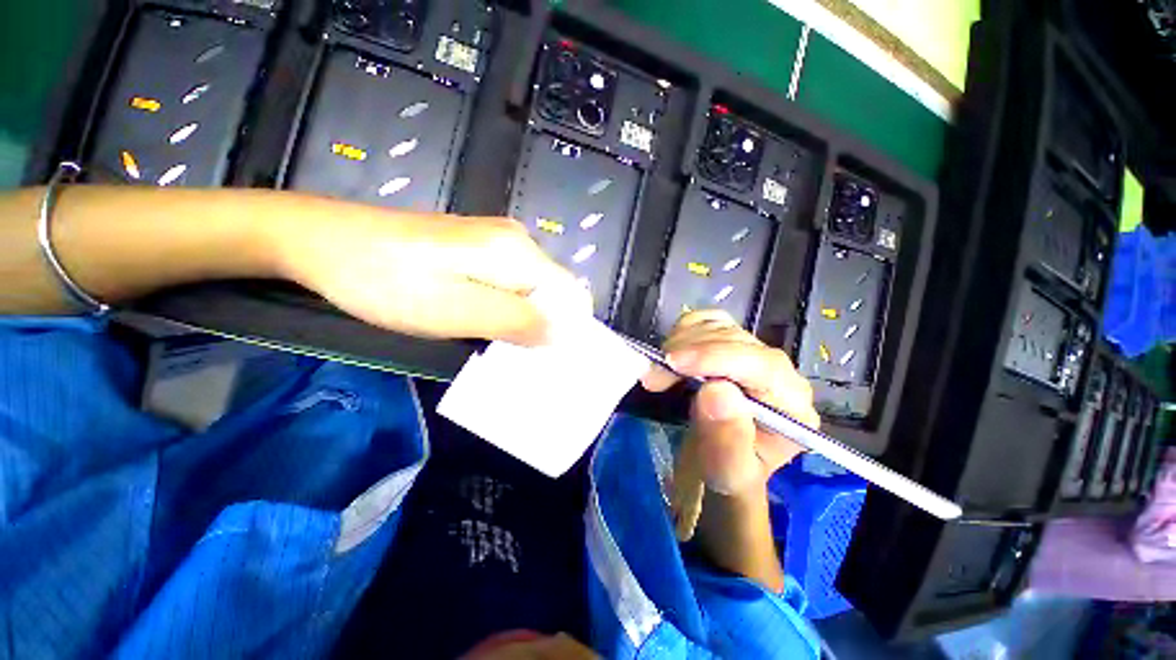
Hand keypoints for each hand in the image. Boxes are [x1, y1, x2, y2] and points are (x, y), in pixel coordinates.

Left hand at [274, 199, 589, 344]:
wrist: (322, 242)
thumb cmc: (388, 282)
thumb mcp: (457, 311)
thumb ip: (518, 322)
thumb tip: (564, 335)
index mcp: (518, 251)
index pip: (571, 294)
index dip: (566, 328)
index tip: (543, 357)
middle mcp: (517, 241)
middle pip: (552, 293)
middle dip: (542, 327)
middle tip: (510, 355)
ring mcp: (497, 243)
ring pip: (530, 292)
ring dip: (520, 321)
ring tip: (491, 342)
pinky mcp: (477, 249)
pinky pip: (509, 286)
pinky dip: (503, 310)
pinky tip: (478, 322)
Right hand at [641, 310, 815, 538]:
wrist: (721, 458)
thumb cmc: (728, 470)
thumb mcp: (728, 471)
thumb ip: (727, 438)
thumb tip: (714, 391)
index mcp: (791, 404)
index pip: (762, 365)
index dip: (716, 358)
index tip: (673, 363)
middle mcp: (778, 370)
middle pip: (734, 339)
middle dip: (688, 351)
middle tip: (654, 376)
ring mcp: (752, 351)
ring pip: (717, 325)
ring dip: (681, 342)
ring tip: (661, 371)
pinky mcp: (730, 341)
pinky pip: (706, 321)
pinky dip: (683, 332)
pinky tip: (673, 355)